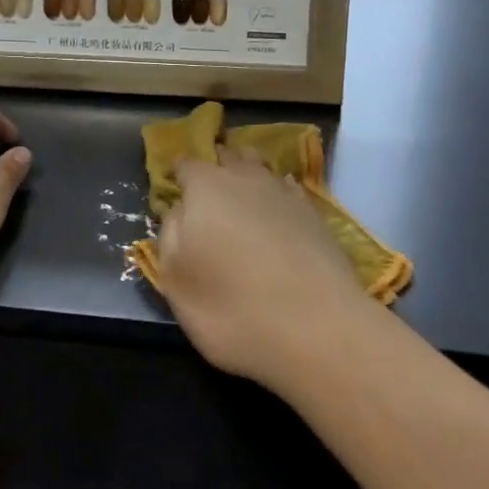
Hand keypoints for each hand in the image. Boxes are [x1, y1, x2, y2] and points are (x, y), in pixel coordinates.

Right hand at [156, 153, 375, 390]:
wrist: (318, 330)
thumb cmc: (231, 308)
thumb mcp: (175, 280)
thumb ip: (170, 235)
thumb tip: (179, 210)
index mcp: (206, 188)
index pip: (187, 164)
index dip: (179, 174)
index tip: (174, 187)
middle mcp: (246, 179)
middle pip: (228, 158)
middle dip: (216, 167)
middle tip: (207, 190)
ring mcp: (286, 195)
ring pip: (261, 169)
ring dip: (249, 175)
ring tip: (241, 196)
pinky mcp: (316, 217)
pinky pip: (289, 192)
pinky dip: (278, 197)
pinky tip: (276, 213)